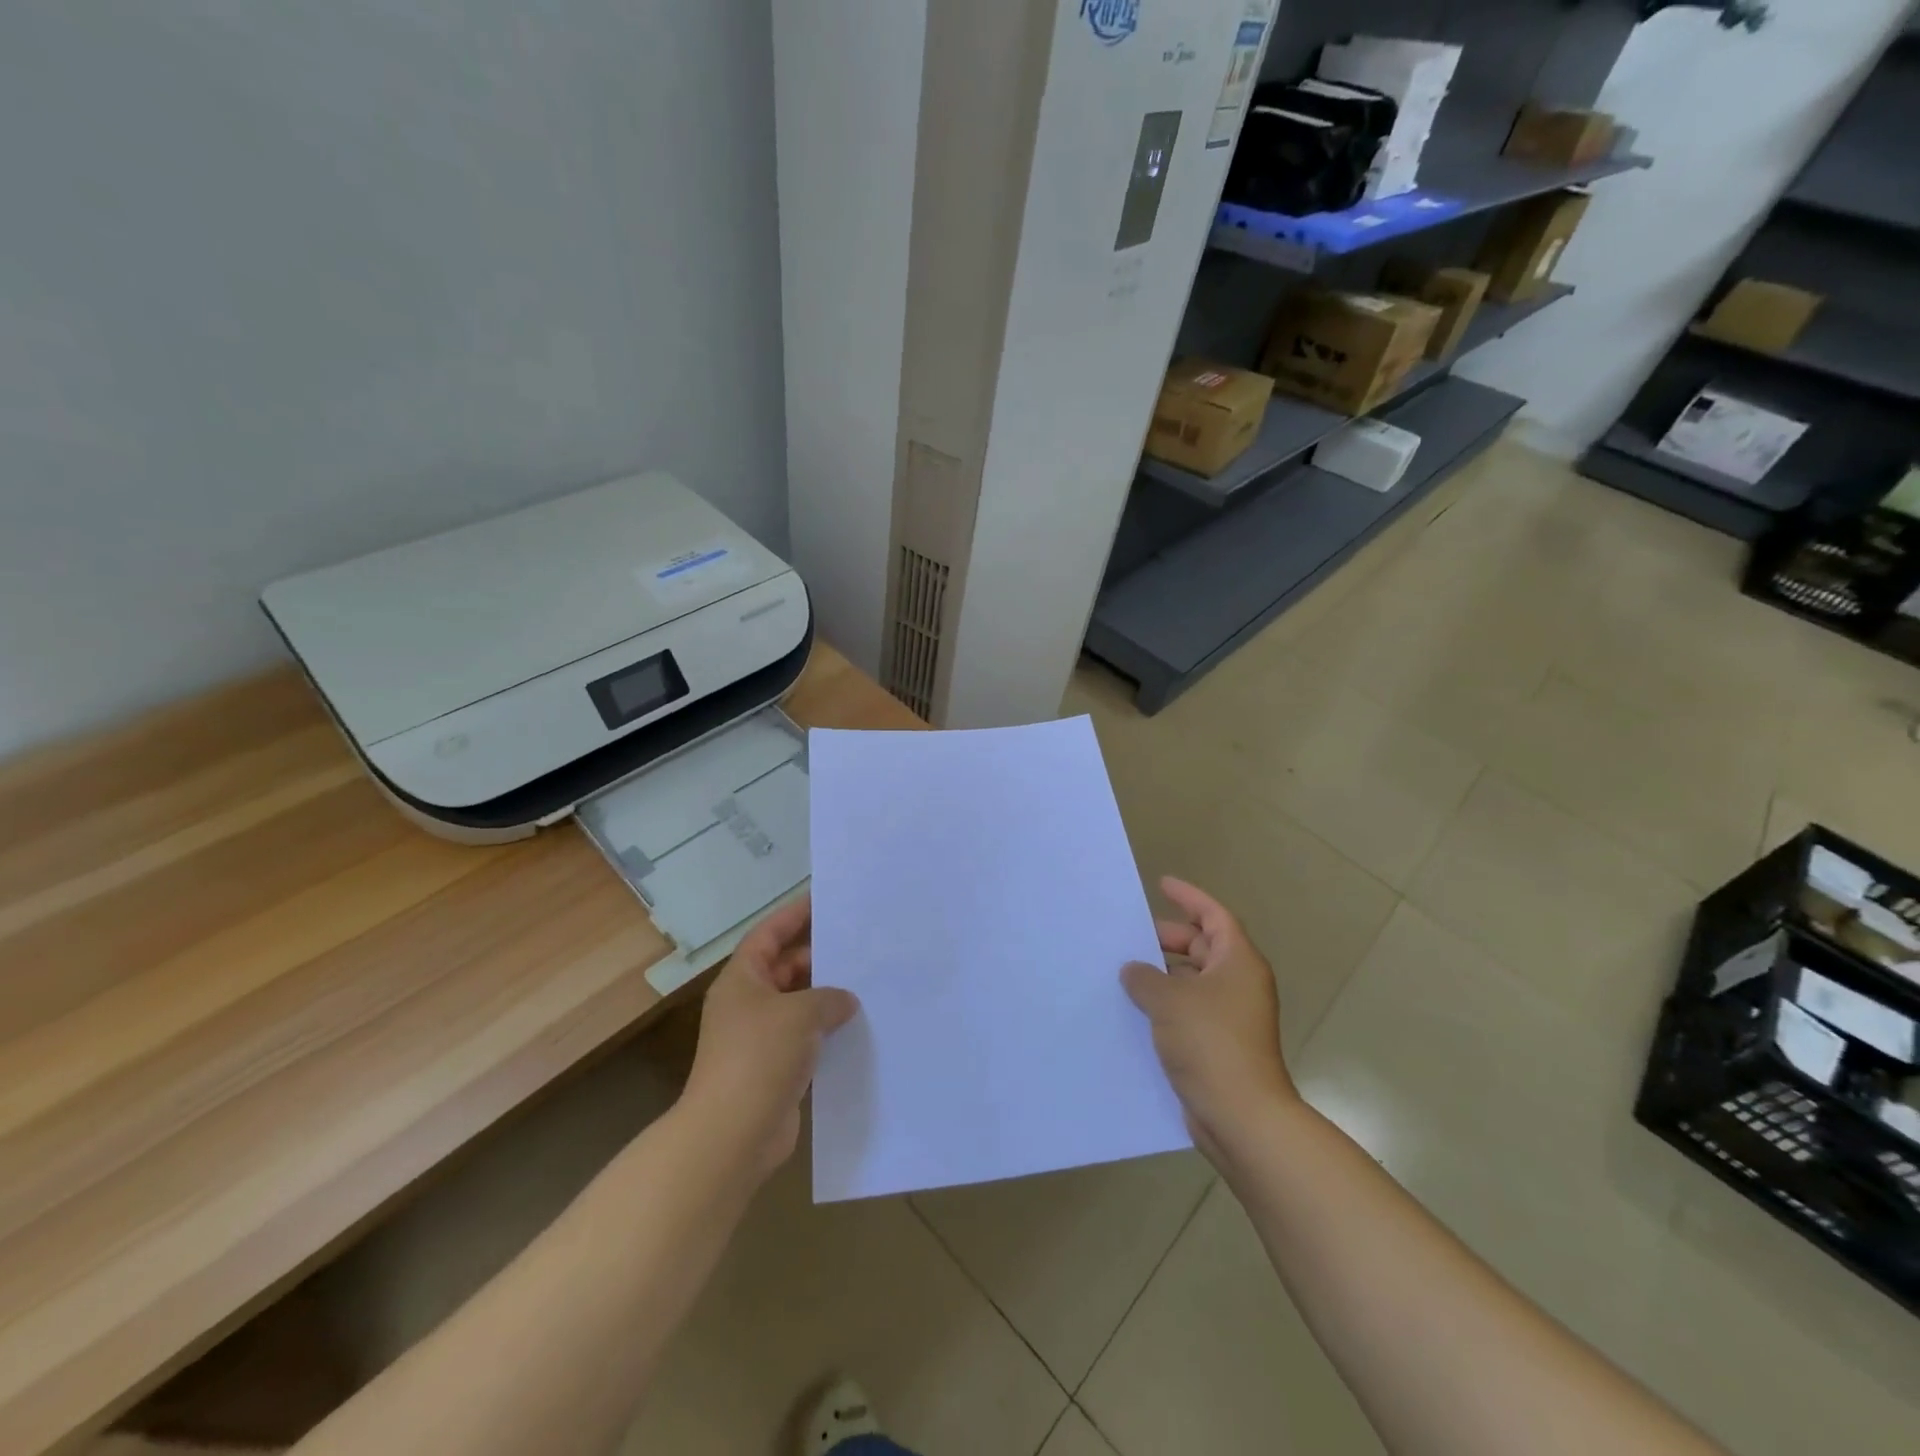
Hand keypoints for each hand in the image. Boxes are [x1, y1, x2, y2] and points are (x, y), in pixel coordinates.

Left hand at [683, 896, 858, 1179]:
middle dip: (820, 957)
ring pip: (799, 1004)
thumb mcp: (800, 1014)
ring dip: (827, 997)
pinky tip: (859, 1027)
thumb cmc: (759, 1058)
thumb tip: (845, 1001)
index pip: (769, 934)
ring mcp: (760, 1038)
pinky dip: (827, 1031)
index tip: (825, 900)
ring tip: (868, 983)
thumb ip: (829, 998)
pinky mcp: (775, 1069)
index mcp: (742, 979)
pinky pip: (805, 1037)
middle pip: (786, 967)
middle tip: (860, 946)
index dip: (794, 915)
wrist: (732, 1136)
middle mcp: (748, 1003)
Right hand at [1122, 877, 1299, 1161]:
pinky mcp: (1219, 1045)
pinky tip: (1135, 1011)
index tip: (1161, 884)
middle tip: (1132, 938)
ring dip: (1163, 976)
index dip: (1189, 897)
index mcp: (1238, 962)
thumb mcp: (1168, 1000)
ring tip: (1125, 974)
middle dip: (1169, 939)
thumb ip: (1144, 977)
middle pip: (1204, 947)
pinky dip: (1166, 1005)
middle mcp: (1239, 985)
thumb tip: (1134, 970)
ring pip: (1193, 982)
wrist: (1241, 1116)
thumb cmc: (1210, 1043)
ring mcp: (1231, 1017)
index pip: (1214, 916)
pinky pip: (1189, 1011)